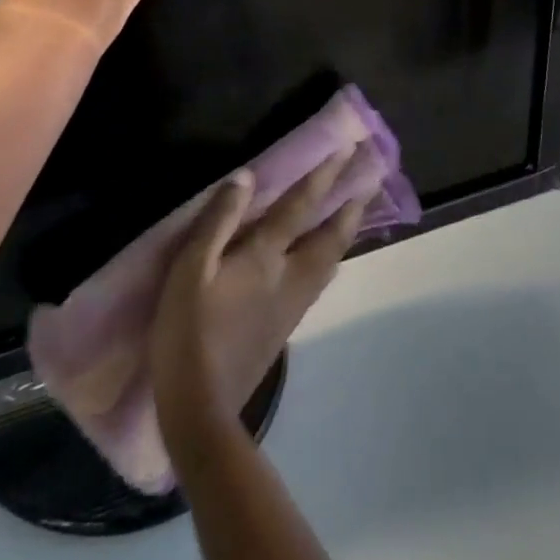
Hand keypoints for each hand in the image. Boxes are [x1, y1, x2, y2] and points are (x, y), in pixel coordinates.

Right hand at [152, 151, 369, 458]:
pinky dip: (331, 257)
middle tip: (371, 179)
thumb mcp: (189, 269)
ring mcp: (292, 305)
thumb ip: (218, 220)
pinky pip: (320, 280)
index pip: (300, 207)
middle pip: (330, 236)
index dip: (323, 177)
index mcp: (265, 257)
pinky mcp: (286, 326)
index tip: (347, 151)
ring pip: (330, 260)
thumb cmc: (187, 331)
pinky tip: (328, 260)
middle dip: (350, 205)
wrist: (200, 407)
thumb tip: (246, 177)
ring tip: (357, 212)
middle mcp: (289, 277)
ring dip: (346, 231)